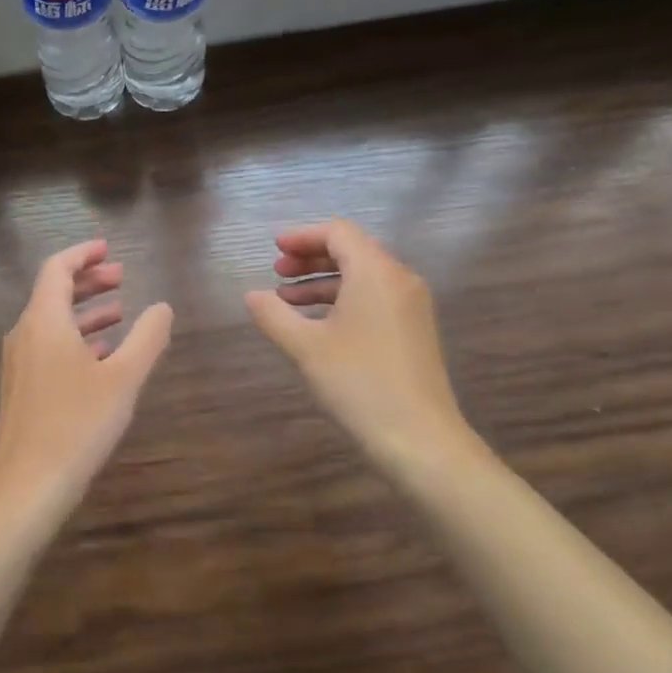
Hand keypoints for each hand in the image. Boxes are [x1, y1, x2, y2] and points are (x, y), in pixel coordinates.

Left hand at [0, 240, 174, 527]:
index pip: (57, 268)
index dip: (82, 254)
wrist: (26, 488)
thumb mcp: (124, 378)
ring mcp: (19, 364)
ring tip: (120, 311)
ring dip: (85, 311)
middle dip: (88, 281)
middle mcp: (25, 335)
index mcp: (44, 321)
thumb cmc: (77, 425)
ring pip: (52, 322)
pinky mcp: (21, 390)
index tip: (108, 248)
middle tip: (121, 276)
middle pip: (53, 292)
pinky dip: (76, 339)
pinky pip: (48, 347)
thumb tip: (163, 307)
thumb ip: (147, 337)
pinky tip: (101, 356)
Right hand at [245, 220, 483, 480]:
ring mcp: (412, 306)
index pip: (338, 233)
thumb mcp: (306, 347)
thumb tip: (252, 295)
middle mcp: (400, 279)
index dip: (303, 236)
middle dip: (311, 258)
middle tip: (277, 272)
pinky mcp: (415, 331)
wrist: (419, 439)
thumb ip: (274, 315)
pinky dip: (344, 301)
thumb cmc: (358, 384)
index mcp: (376, 272)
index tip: (274, 249)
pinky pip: (375, 298)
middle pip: (353, 251)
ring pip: (363, 277)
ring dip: (324, 282)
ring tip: (288, 301)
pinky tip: (318, 325)